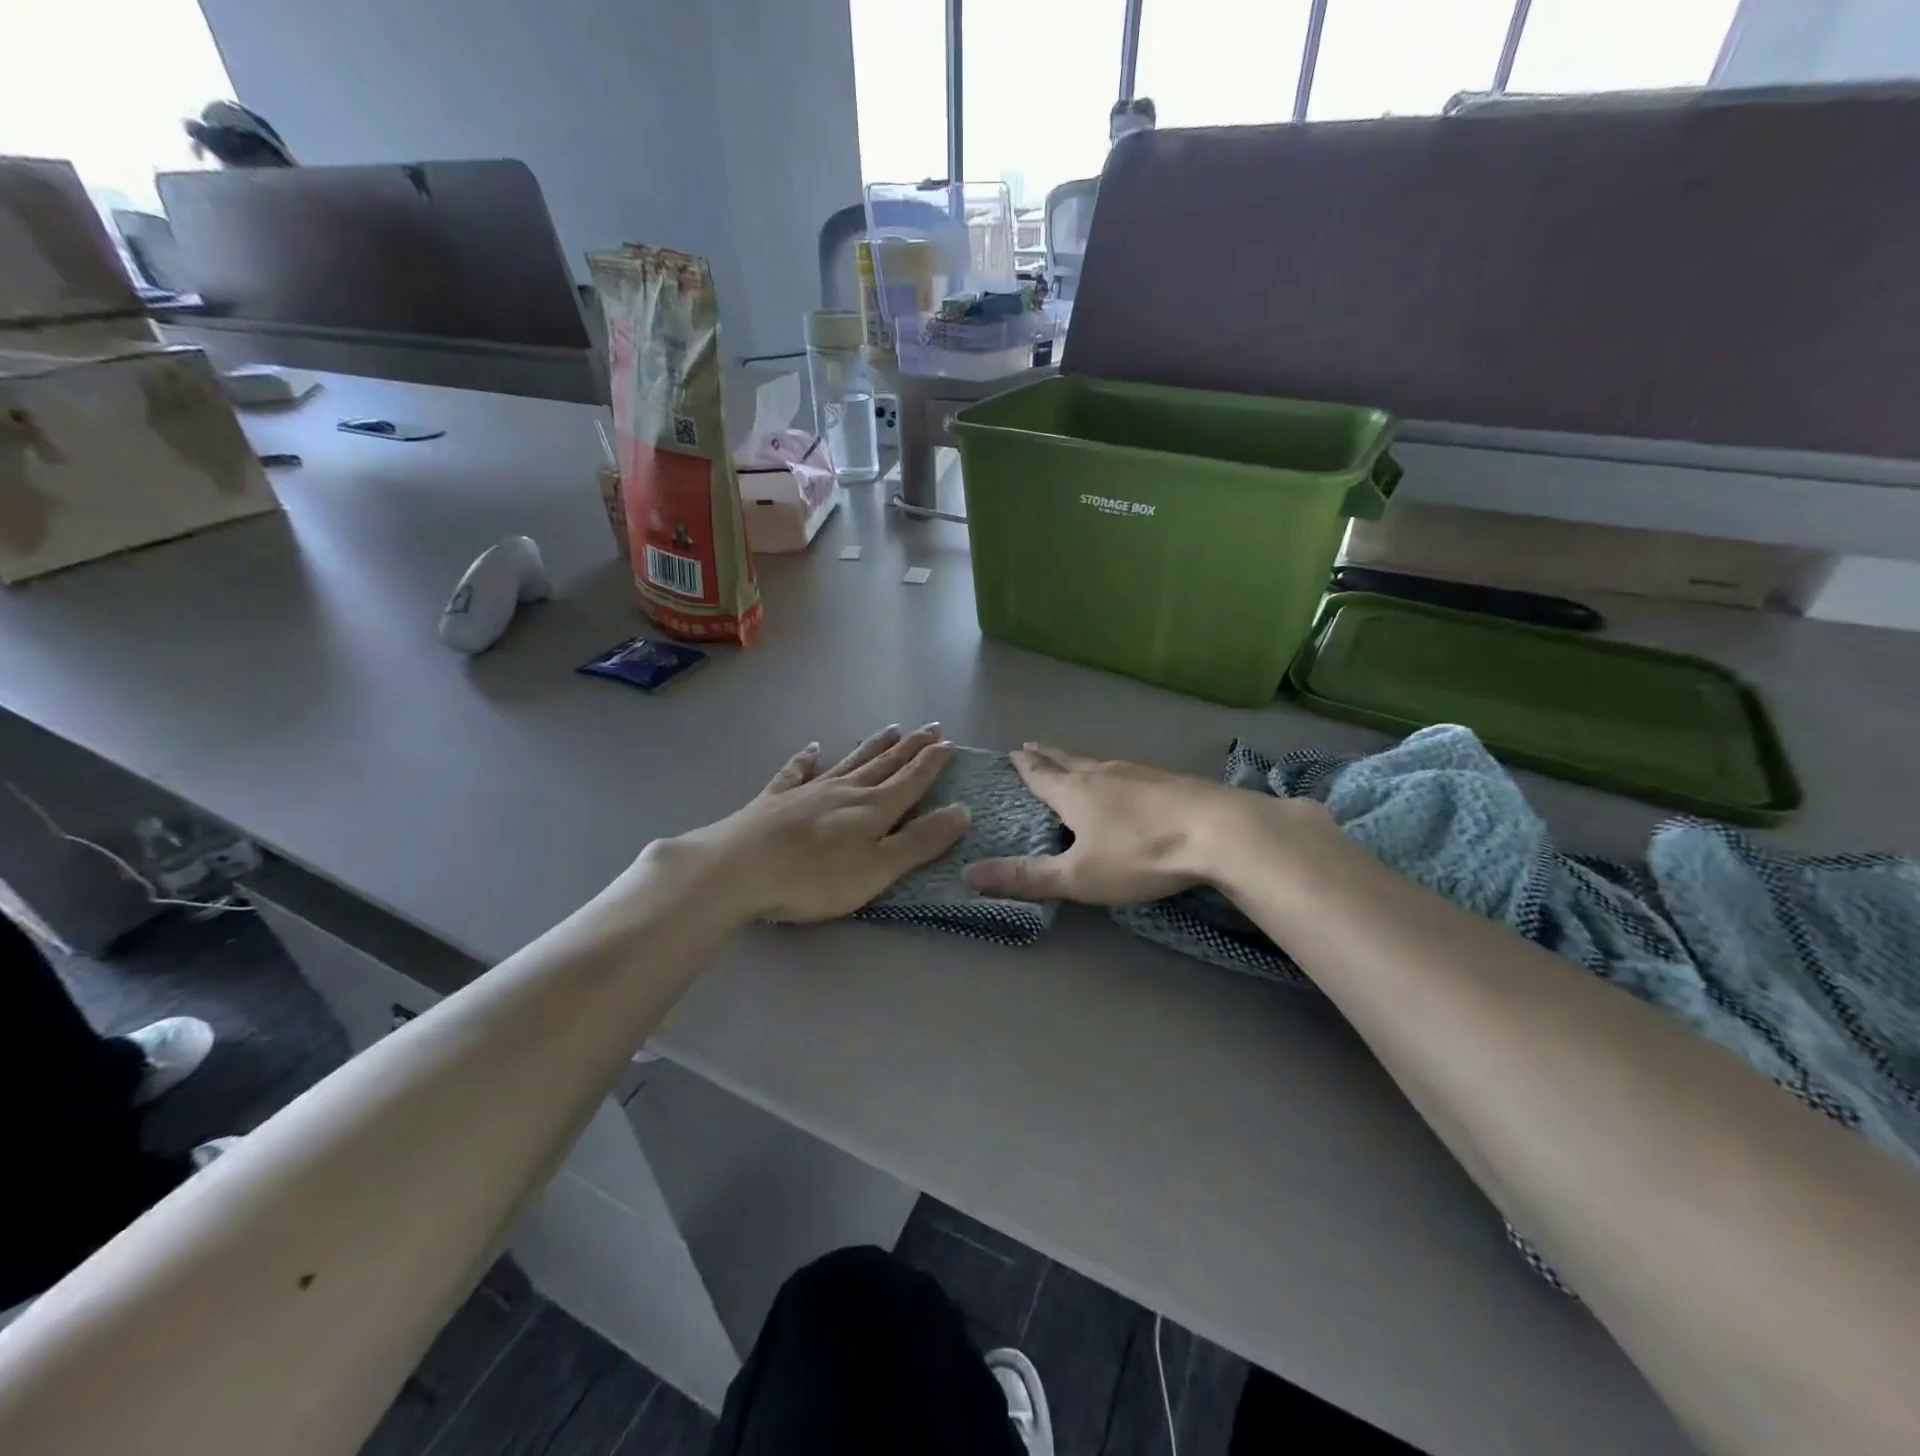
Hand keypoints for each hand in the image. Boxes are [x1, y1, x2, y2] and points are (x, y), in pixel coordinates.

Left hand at [676, 725, 968, 923]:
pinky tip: (812, 748)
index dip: (932, 762)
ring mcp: (809, 791)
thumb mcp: (878, 869)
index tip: (949, 742)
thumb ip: (920, 842)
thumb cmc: (815, 877)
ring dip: (872, 746)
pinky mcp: (776, 799)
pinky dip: (806, 759)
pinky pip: (796, 771)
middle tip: (930, 727)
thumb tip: (962, 811)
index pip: (912, 779)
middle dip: (910, 747)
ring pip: (849, 762)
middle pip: (885, 764)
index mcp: (874, 808)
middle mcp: (846, 791)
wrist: (739, 868)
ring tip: (891, 728)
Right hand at [962, 743, 1283, 904]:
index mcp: (1075, 793)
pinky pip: (1129, 771)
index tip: (1011, 752)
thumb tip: (967, 873)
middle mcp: (1103, 774)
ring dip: (1080, 760)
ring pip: (1100, 762)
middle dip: (1047, 755)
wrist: (1218, 831)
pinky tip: (1127, 780)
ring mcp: (1139, 773)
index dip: (1024, 766)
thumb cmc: (1139, 854)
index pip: (1040, 774)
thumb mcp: (1077, 875)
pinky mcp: (1170, 780)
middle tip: (1031, 745)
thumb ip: (1026, 877)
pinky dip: (1114, 772)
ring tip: (1073, 761)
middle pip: (1068, 760)